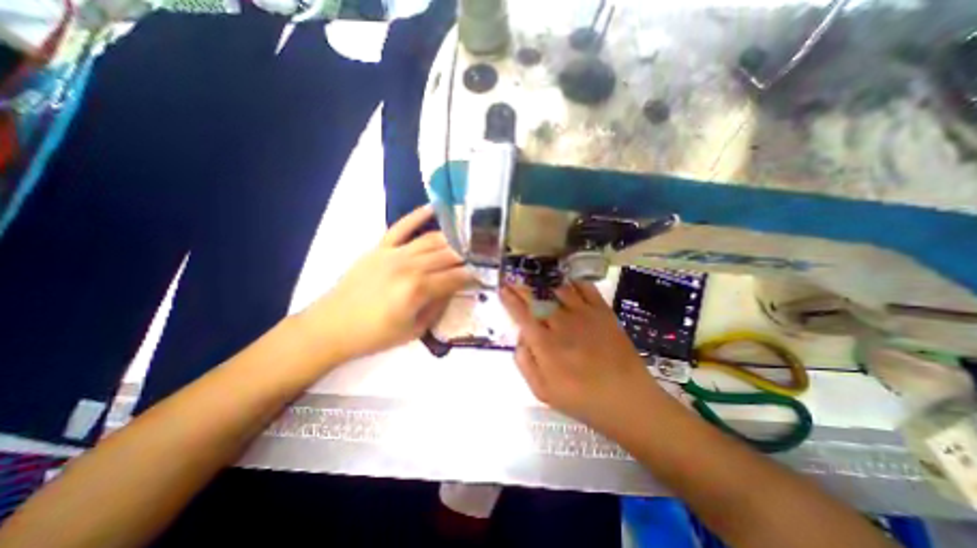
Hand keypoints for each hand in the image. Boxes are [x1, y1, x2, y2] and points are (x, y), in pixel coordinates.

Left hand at [299, 205, 472, 362]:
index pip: (456, 277)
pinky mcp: (380, 247)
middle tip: (480, 257)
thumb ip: (438, 307)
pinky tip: (433, 208)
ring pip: (431, 240)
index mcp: (418, 289)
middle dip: (467, 257)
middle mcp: (409, 266)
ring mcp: (394, 253)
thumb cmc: (375, 335)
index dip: (473, 276)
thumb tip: (454, 289)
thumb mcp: (414, 330)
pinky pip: (401, 226)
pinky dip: (417, 215)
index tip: (485, 276)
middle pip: (447, 255)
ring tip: (466, 241)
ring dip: (451, 240)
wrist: (332, 326)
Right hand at [499, 282, 667, 431]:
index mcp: (545, 344)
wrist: (628, 400)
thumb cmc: (582, 399)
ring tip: (538, 279)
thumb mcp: (543, 392)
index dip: (510, 300)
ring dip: (546, 283)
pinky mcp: (603, 312)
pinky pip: (585, 288)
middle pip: (538, 298)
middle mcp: (562, 324)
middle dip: (523, 287)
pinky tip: (567, 282)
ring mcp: (584, 315)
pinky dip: (573, 282)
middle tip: (515, 280)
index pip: (522, 314)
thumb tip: (521, 337)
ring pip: (559, 289)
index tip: (503, 289)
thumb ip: (525, 363)